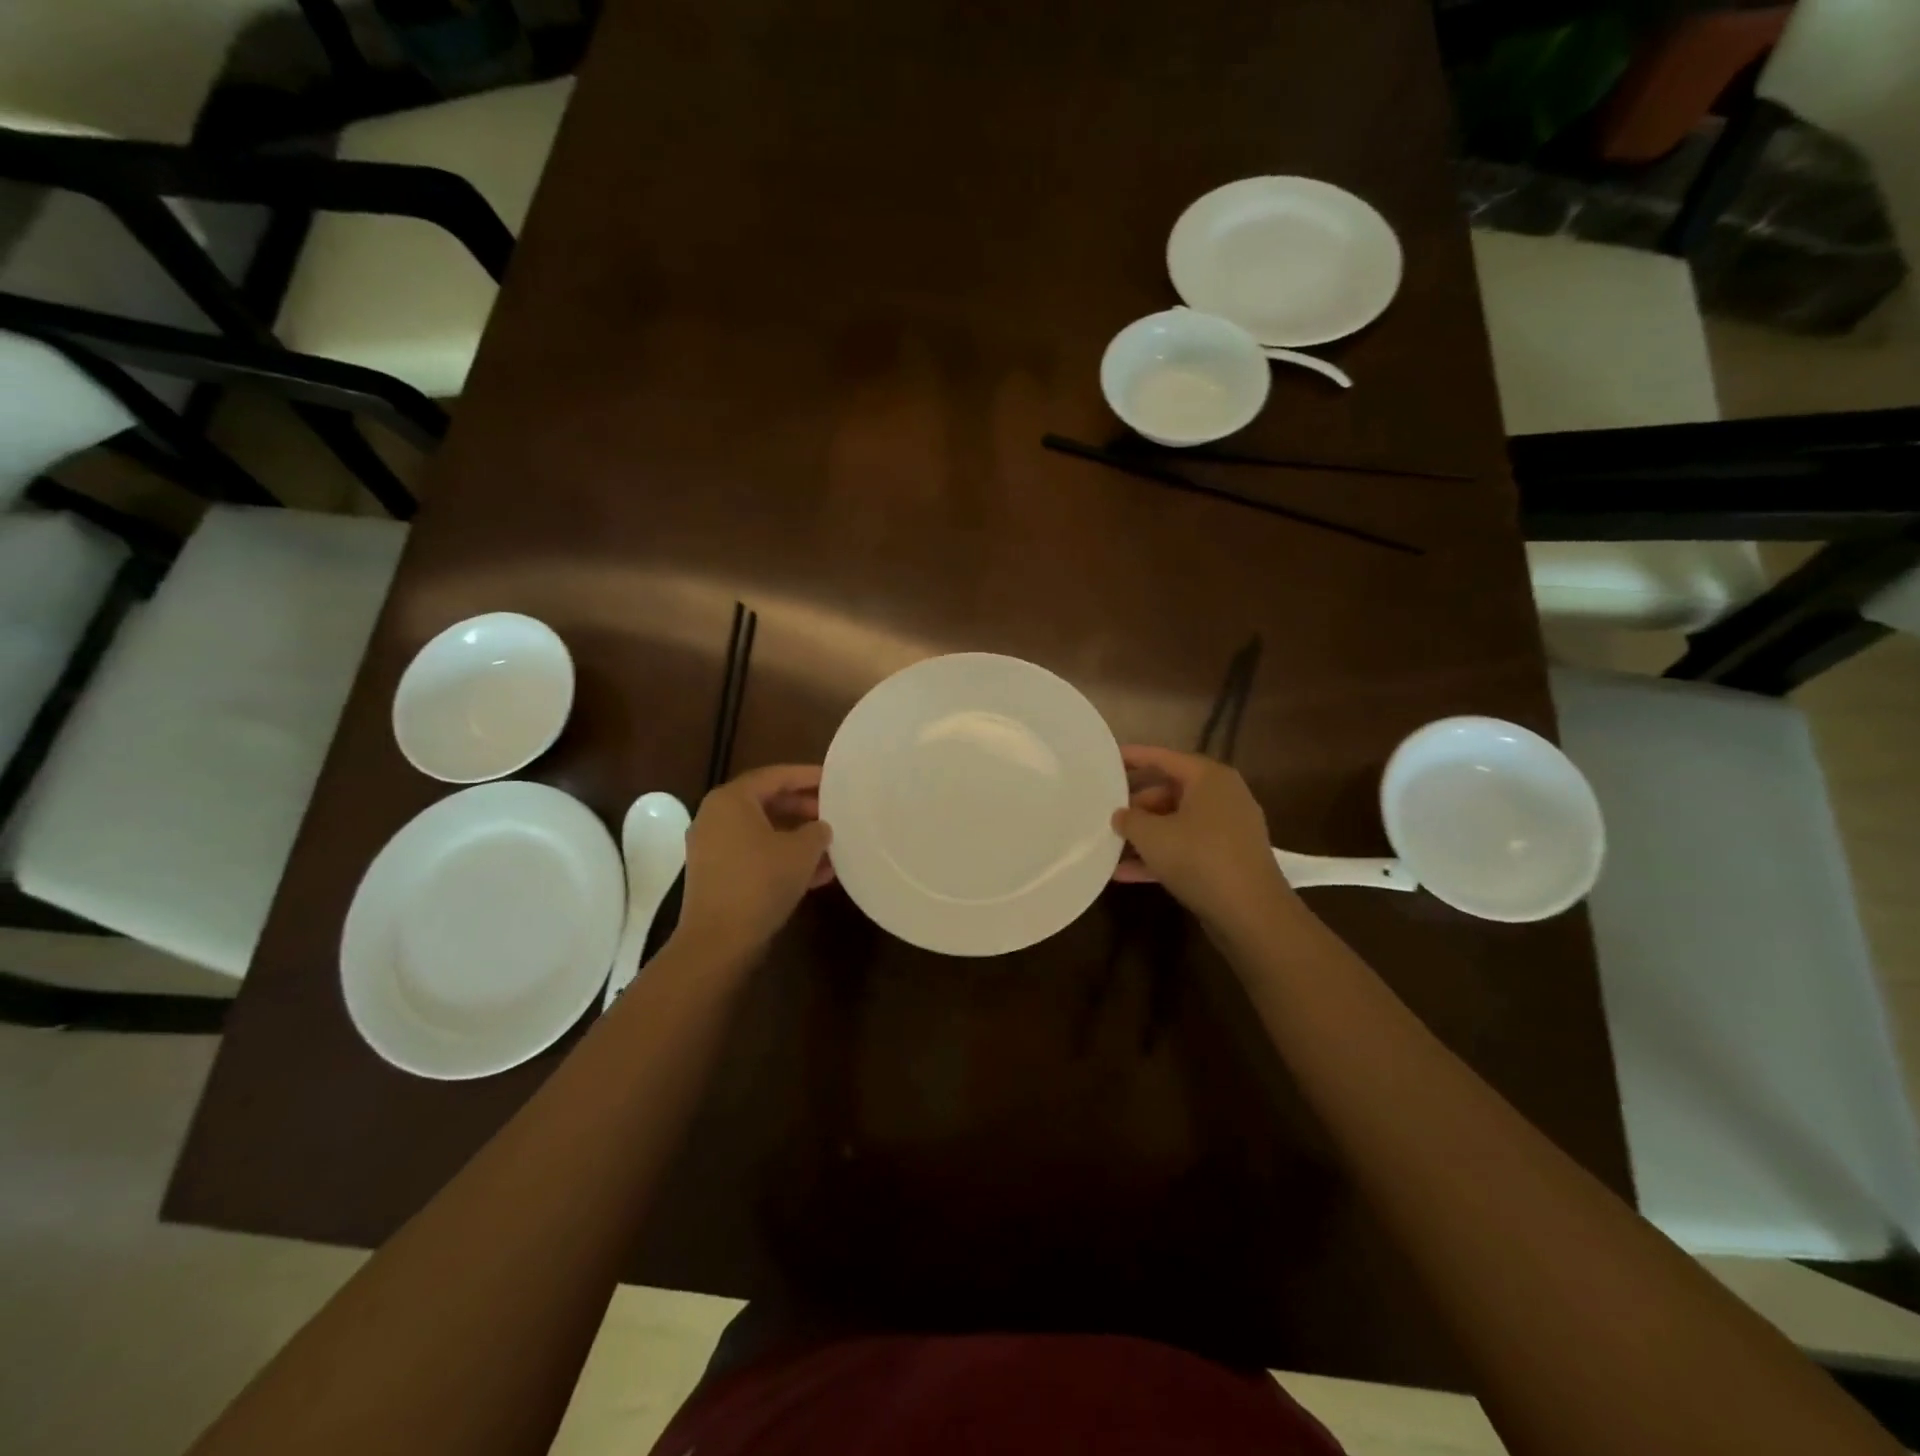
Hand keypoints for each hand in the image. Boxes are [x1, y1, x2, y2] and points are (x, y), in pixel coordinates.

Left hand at [678, 764, 833, 954]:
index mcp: (731, 800)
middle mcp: (716, 817)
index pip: (776, 776)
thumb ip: (817, 831)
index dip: (808, 776)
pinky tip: (817, 875)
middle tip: (835, 813)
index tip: (835, 780)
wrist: (719, 940)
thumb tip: (821, 828)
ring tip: (832, 846)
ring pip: (764, 832)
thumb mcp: (802, 851)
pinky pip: (756, 855)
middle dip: (804, 809)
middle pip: (767, 802)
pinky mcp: (717, 876)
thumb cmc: (761, 881)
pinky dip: (783, 858)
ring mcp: (713, 848)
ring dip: (797, 838)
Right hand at [1112, 745, 1295, 934]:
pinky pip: (1187, 848)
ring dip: (1145, 835)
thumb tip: (1120, 815)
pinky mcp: (1228, 859)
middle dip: (1137, 805)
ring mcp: (1228, 830)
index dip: (1134, 757)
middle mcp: (1223, 797)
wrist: (1250, 912)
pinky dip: (1160, 856)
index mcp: (1209, 778)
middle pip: (1170, 791)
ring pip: (1177, 823)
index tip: (1107, 758)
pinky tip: (1125, 873)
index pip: (1164, 758)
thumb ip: (1129, 819)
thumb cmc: (1199, 858)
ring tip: (1111, 844)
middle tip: (1107, 812)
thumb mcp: (1151, 835)